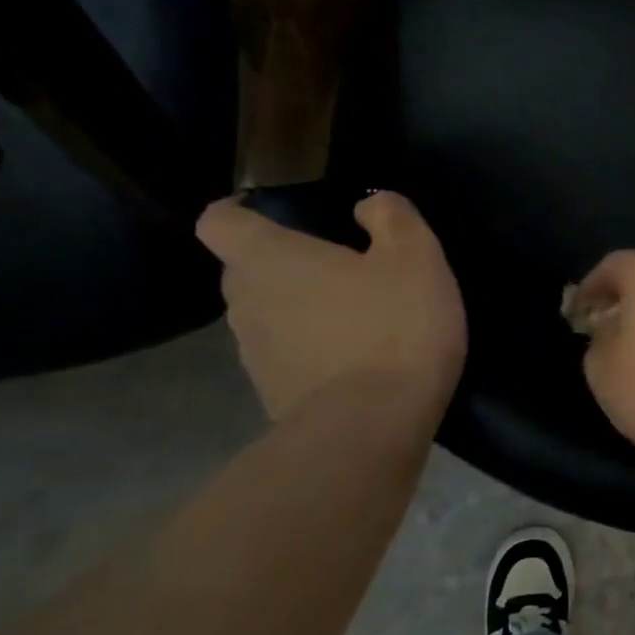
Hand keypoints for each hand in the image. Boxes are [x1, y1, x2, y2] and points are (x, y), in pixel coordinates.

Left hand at [196, 191, 465, 421]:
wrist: (371, 429)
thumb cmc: (392, 327)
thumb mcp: (415, 256)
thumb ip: (391, 217)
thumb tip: (368, 205)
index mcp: (270, 259)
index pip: (219, 221)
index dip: (240, 212)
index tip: (275, 215)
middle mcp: (246, 303)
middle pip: (244, 270)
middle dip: (282, 263)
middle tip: (336, 266)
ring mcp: (255, 355)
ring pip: (266, 316)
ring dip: (299, 310)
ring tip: (353, 316)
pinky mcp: (274, 396)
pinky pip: (286, 357)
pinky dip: (311, 352)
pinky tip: (357, 359)